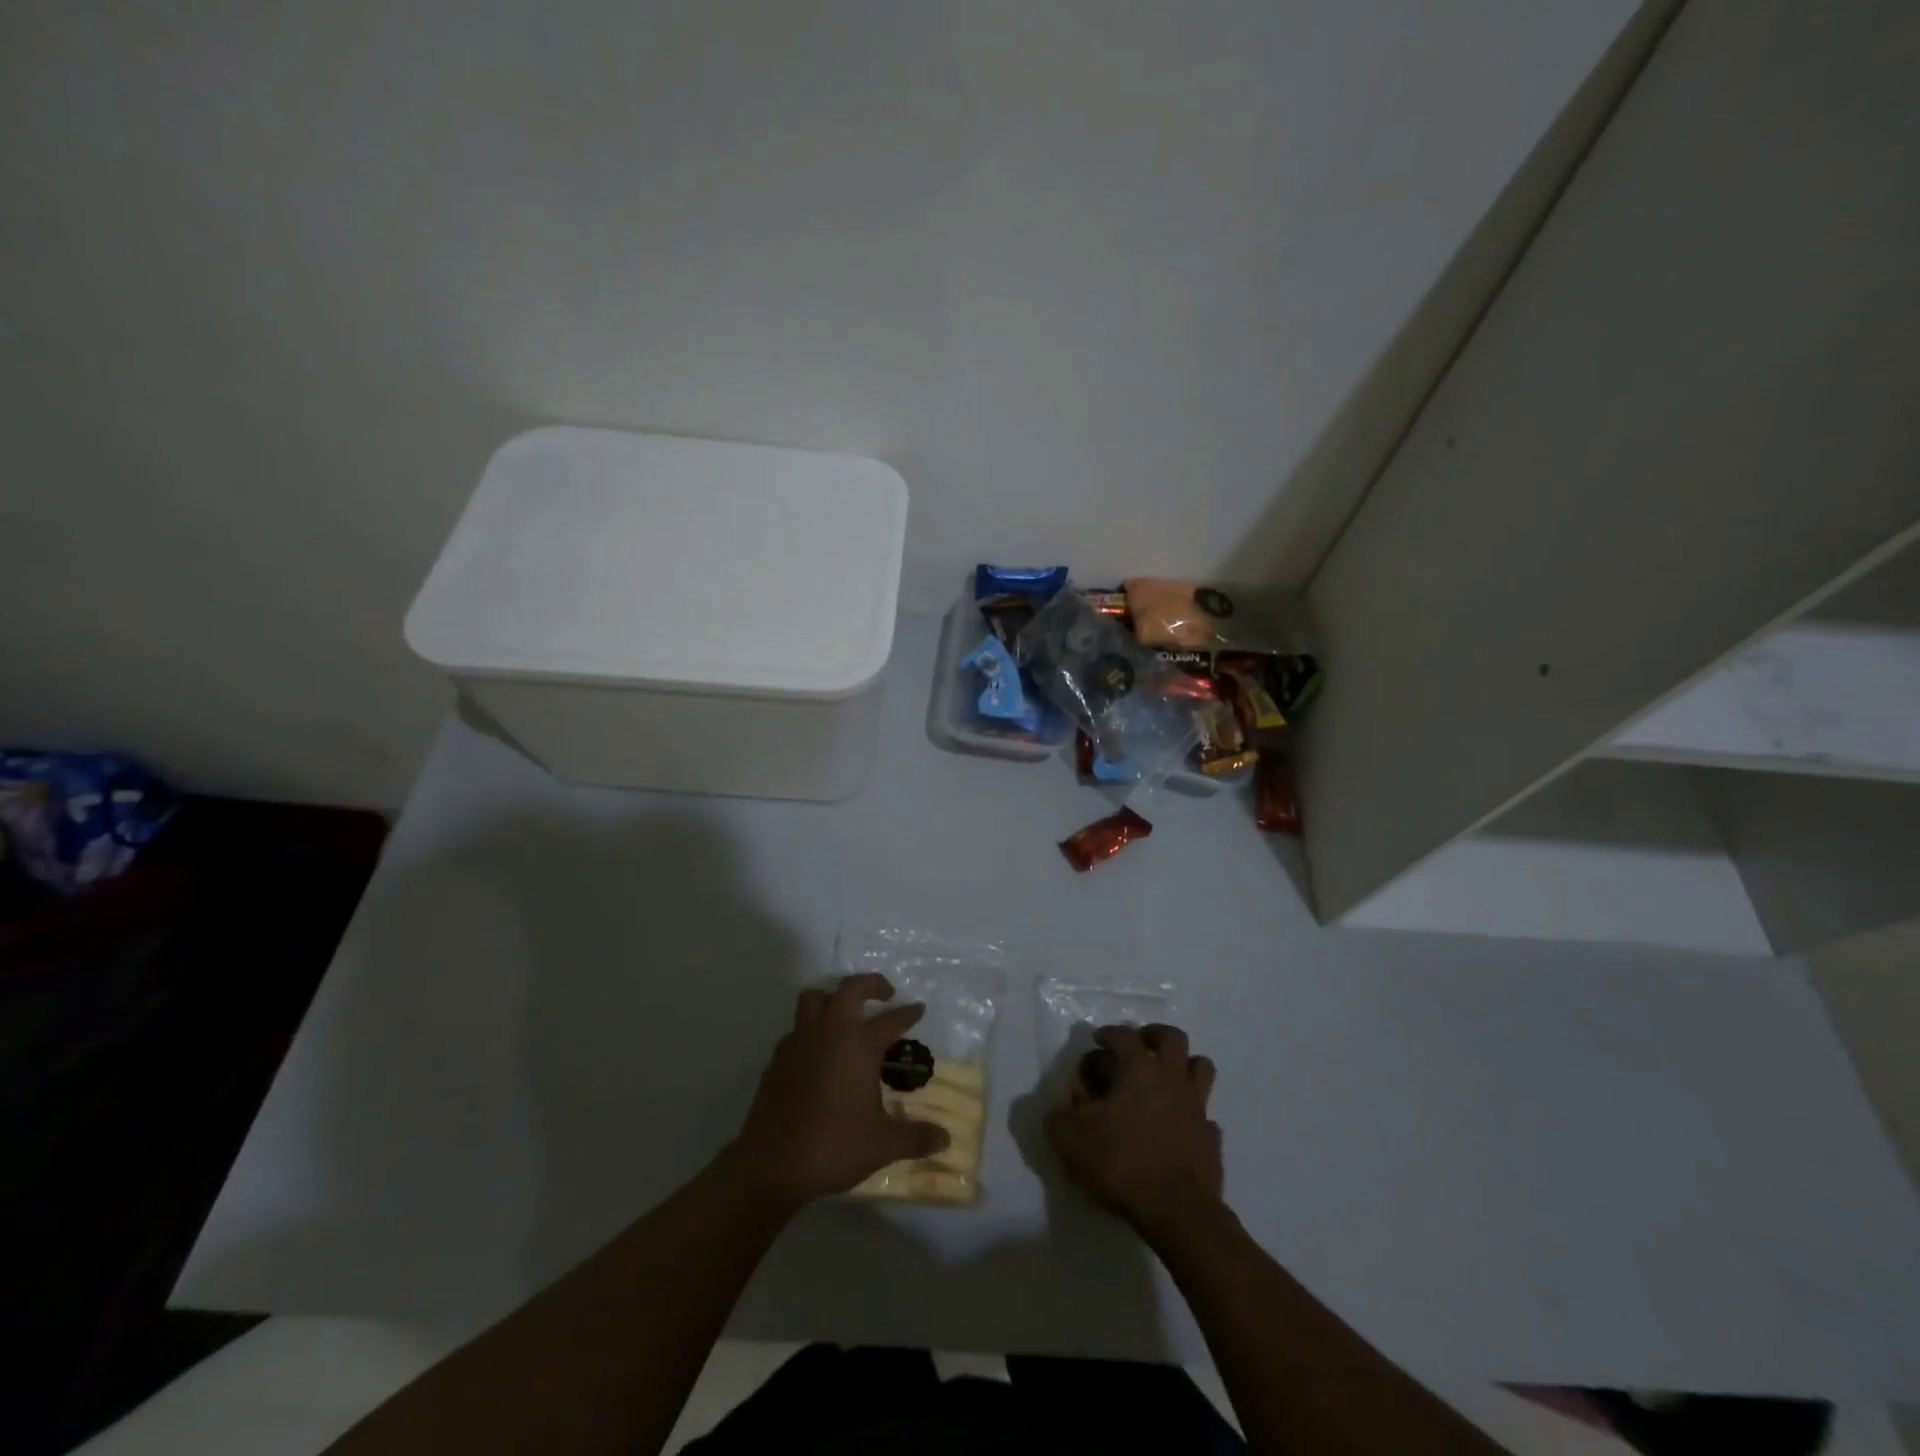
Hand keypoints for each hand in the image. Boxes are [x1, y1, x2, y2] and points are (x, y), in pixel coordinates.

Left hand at [728, 974, 949, 1210]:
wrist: (771, 1164)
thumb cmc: (833, 1146)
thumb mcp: (883, 1144)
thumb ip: (916, 1137)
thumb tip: (945, 1139)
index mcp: (859, 1044)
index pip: (890, 1020)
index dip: (907, 1014)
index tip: (918, 1009)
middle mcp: (829, 1032)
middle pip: (850, 989)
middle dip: (870, 985)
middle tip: (885, 995)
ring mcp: (799, 1042)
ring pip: (814, 999)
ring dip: (832, 999)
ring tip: (845, 1015)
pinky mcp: (777, 1059)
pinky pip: (796, 1030)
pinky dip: (810, 1031)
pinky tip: (817, 1054)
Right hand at [1045, 1023, 1222, 1236]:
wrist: (1176, 1211)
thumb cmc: (1121, 1163)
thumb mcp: (1070, 1139)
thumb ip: (1058, 1117)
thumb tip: (1060, 1110)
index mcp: (1138, 1070)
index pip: (1123, 1035)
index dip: (1108, 1033)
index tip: (1098, 1040)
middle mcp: (1171, 1078)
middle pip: (1173, 1038)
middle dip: (1154, 1035)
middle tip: (1139, 1046)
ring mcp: (1197, 1107)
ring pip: (1201, 1067)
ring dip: (1184, 1065)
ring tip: (1165, 1077)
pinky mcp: (1212, 1138)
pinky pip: (1206, 1116)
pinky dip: (1194, 1115)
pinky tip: (1180, 1127)